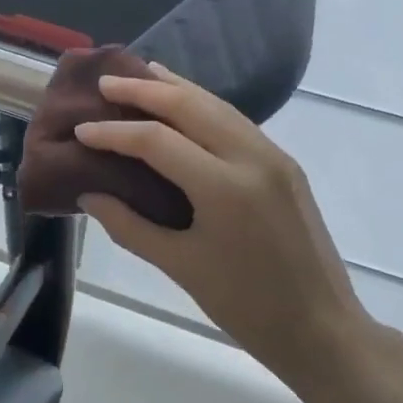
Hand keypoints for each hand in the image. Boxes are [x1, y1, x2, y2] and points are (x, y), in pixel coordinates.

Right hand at [74, 67, 402, 395]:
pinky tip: (184, 104)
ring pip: (217, 105)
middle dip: (145, 90)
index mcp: (224, 188)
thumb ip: (129, 226)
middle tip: (106, 83)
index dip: (114, 133)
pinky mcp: (284, 163)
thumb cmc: (246, 306)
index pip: (157, 141)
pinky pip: (236, 121)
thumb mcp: (180, 266)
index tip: (81, 130)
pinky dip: (203, 106)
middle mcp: (252, 157)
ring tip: (141, 74)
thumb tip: (88, 195)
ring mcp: (274, 156)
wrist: (322, 327)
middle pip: (190, 106)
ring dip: (176, 88)